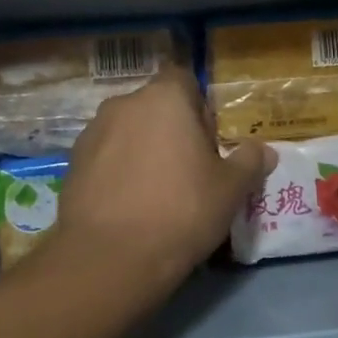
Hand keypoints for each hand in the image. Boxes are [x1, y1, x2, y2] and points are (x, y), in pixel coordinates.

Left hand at [54, 66, 273, 291]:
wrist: (109, 258)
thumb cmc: (181, 210)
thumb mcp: (230, 190)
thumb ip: (249, 162)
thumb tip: (265, 151)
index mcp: (165, 98)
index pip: (184, 79)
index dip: (199, 107)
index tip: (208, 141)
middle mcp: (124, 104)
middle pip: (155, 106)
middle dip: (171, 130)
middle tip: (188, 170)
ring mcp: (92, 132)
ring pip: (128, 132)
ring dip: (142, 149)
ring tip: (157, 191)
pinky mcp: (72, 163)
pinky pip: (105, 157)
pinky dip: (118, 171)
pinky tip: (129, 205)